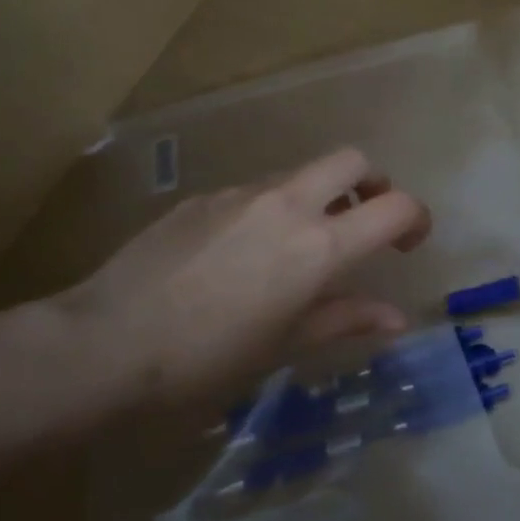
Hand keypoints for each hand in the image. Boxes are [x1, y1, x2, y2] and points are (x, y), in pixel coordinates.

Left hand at [60, 148, 431, 410]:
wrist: (104, 344)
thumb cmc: (208, 359)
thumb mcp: (286, 344)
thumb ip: (346, 319)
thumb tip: (397, 318)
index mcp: (318, 245)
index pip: (394, 207)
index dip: (416, 219)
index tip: (410, 243)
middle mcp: (287, 204)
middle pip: (352, 160)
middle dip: (372, 184)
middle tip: (364, 223)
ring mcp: (240, 194)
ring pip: (300, 174)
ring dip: (319, 198)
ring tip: (298, 248)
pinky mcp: (202, 197)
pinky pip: (255, 191)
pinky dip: (272, 209)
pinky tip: (243, 255)